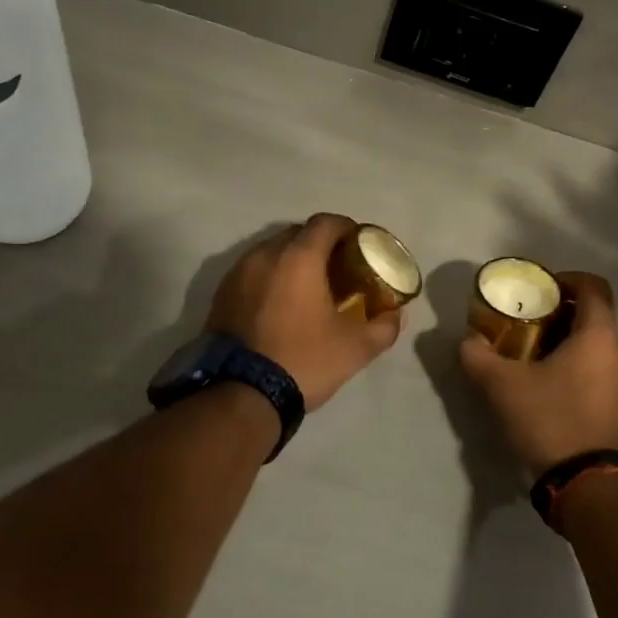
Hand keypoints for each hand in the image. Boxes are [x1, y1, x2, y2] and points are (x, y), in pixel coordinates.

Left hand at [208, 214, 402, 409]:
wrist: (241, 394)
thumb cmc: (304, 360)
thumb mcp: (356, 348)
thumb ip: (384, 326)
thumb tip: (395, 314)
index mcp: (299, 257)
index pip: (326, 223)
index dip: (347, 229)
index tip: (360, 246)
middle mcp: (265, 254)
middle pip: (298, 234)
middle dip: (320, 244)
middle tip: (338, 268)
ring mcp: (238, 272)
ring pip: (272, 252)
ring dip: (293, 261)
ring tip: (309, 287)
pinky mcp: (222, 294)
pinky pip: (253, 272)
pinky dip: (271, 278)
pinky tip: (281, 305)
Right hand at [459, 271, 617, 472]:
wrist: (589, 486)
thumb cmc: (551, 420)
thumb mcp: (502, 386)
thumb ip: (478, 355)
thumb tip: (467, 339)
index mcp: (598, 335)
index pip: (593, 286)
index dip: (566, 279)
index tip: (539, 289)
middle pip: (592, 316)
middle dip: (558, 314)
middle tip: (524, 323)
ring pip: (594, 345)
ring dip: (565, 343)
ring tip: (530, 356)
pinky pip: (598, 370)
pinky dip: (575, 366)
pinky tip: (547, 387)